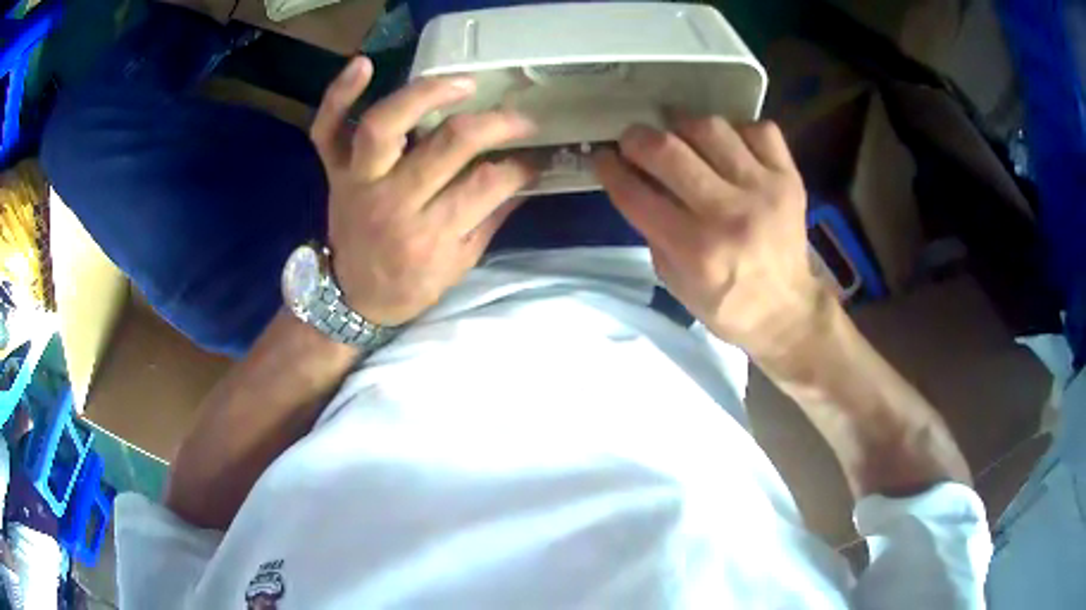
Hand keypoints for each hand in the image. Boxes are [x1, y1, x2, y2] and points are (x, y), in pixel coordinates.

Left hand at [310, 57, 537, 325]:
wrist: (352, 300)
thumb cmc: (410, 285)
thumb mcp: (461, 264)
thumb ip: (492, 217)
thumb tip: (526, 176)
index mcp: (429, 235)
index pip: (487, 184)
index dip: (521, 165)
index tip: (537, 156)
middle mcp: (392, 201)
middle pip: (447, 145)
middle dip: (495, 124)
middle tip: (519, 118)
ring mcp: (357, 181)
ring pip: (384, 125)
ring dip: (425, 94)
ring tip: (462, 83)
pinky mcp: (334, 171)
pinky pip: (327, 129)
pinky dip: (339, 94)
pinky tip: (364, 64)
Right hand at [594, 113, 825, 364]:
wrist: (788, 310)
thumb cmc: (726, 303)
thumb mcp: (675, 282)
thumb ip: (652, 230)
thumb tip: (635, 180)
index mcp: (695, 250)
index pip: (636, 194)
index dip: (610, 168)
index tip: (603, 157)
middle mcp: (729, 214)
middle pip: (668, 150)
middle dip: (638, 138)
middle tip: (633, 141)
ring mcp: (764, 191)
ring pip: (711, 128)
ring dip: (684, 126)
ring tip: (680, 137)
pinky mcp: (789, 178)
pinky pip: (759, 130)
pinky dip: (737, 131)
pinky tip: (728, 147)